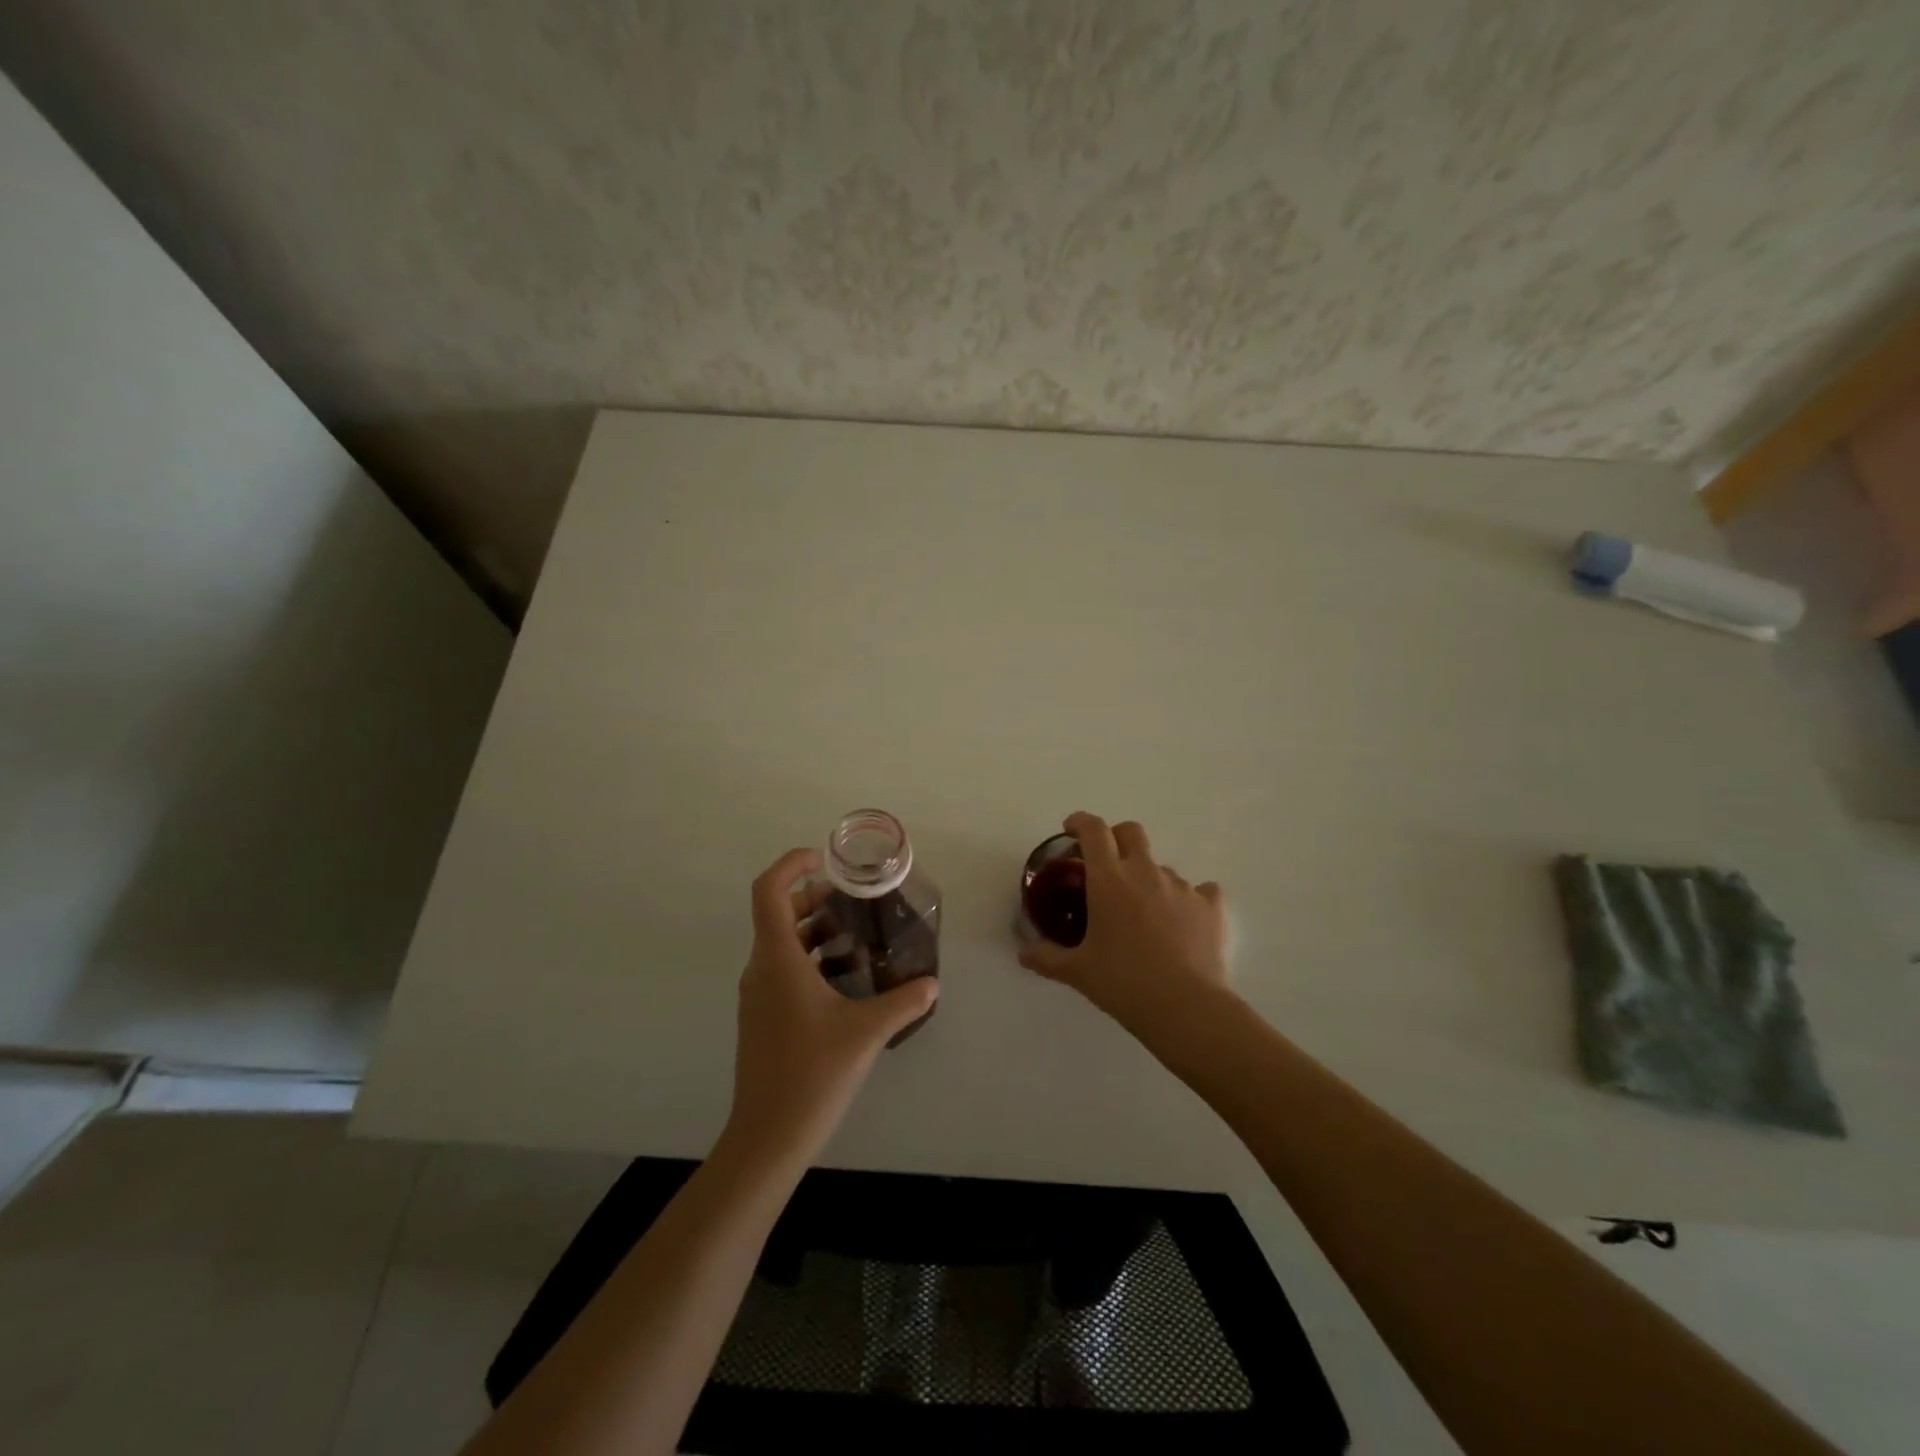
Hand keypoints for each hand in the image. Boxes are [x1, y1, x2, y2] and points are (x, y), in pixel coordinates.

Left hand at [725, 847, 939, 1166]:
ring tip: (860, 939)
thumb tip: (931, 983)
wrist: (767, 1138)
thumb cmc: (812, 1074)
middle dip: (816, 898)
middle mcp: (761, 969)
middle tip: (857, 901)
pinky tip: (849, 982)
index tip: (825, 859)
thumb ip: (904, 1001)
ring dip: (818, 932)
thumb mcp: (867, 1032)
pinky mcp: (763, 1017)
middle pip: (779, 913)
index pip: (769, 890)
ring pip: (783, 943)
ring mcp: (758, 995)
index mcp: (777, 959)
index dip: (791, 864)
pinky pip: (785, 970)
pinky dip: (813, 961)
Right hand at [1019, 812, 1229, 1030]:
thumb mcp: (1077, 972)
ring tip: (1144, 913)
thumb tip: (1023, 953)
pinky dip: (1188, 900)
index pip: (1093, 831)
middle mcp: (1146, 873)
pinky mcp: (1211, 906)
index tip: (1071, 829)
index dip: (1080, 822)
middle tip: (1105, 863)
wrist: (1185, 1008)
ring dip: (1148, 878)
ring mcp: (1182, 887)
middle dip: (1116, 837)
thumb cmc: (1123, 983)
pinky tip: (1183, 921)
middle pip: (1131, 832)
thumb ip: (1047, 957)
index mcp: (1109, 880)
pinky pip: (1200, 890)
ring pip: (1161, 867)